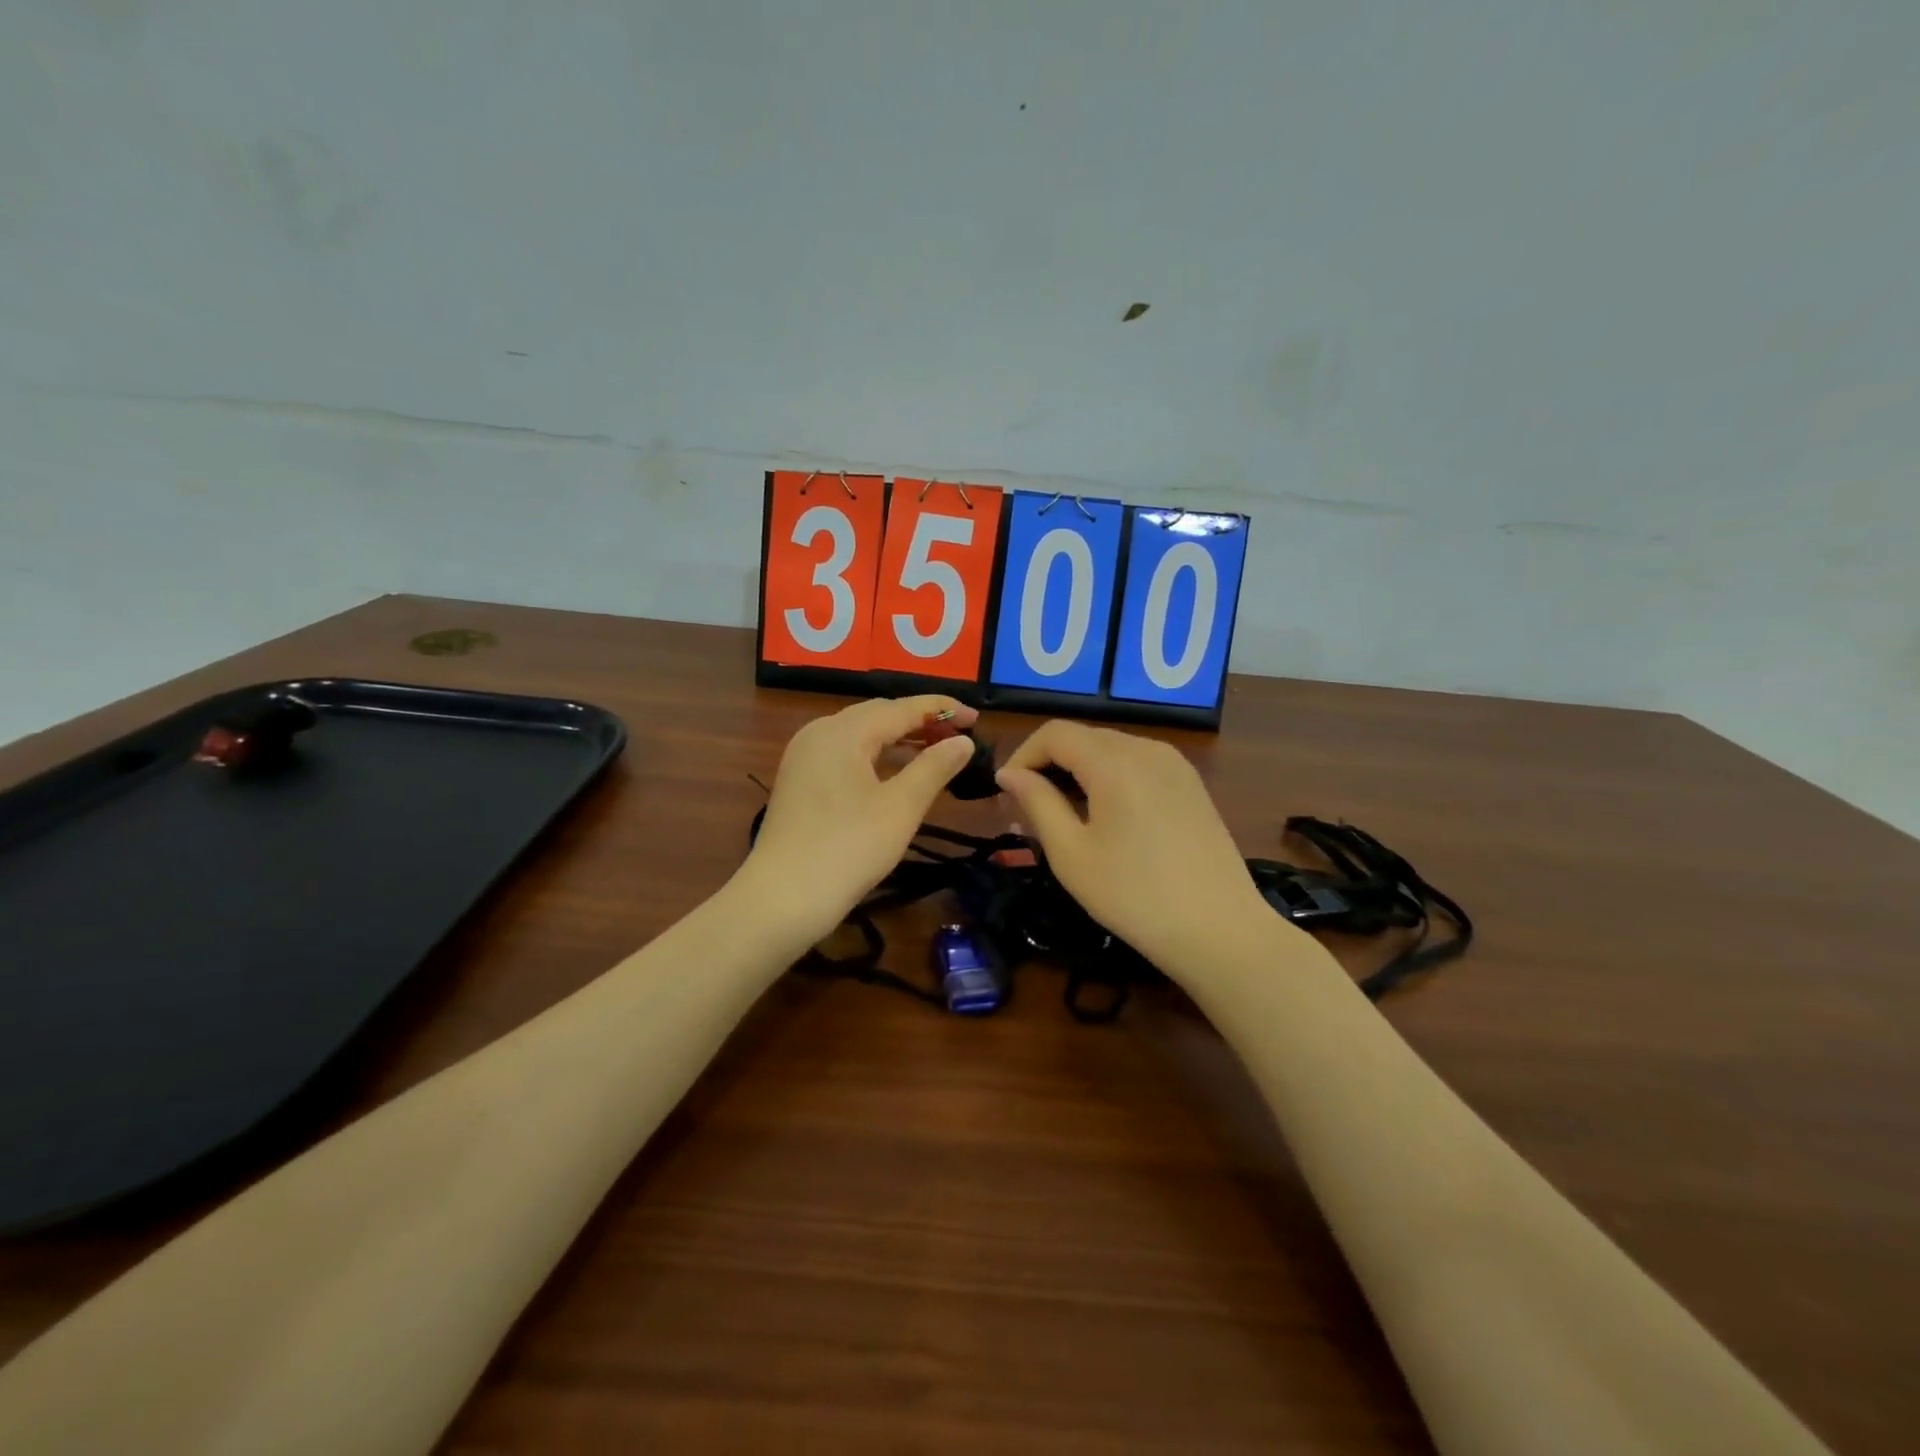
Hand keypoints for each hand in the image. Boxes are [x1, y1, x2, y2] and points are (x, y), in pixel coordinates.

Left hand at [740, 695, 977, 944]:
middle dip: (920, 722)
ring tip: (935, 751)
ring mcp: (804, 757)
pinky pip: (845, 754)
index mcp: (842, 731)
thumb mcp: (901, 807)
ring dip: (898, 739)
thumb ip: (934, 767)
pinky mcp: (799, 780)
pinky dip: (875, 757)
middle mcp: (819, 733)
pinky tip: (896, 773)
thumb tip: (964, 742)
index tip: (976, 718)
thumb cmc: (848, 848)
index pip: (900, 707)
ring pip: (860, 735)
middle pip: (877, 715)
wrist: (782, 898)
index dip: (941, 710)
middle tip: (959, 736)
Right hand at [996, 720, 1274, 973]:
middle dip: (1048, 765)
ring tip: (1063, 817)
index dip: (1022, 756)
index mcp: (1114, 762)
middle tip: (1028, 810)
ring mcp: (1175, 764)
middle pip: (1083, 737)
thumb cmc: (1134, 896)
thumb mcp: (1071, 853)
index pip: (1054, 733)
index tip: (1006, 794)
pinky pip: (1137, 764)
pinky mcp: (1190, 784)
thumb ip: (1037, 803)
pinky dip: (1109, 778)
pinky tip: (1105, 818)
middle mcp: (1146, 749)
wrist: (1220, 931)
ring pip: (1110, 750)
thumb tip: (1009, 774)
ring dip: (1078, 772)